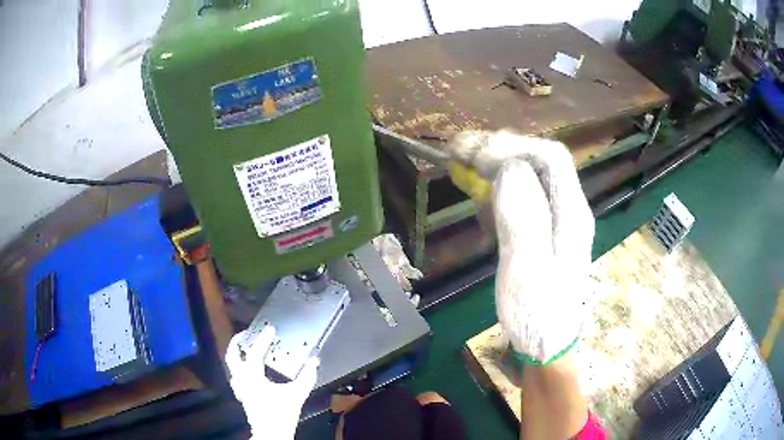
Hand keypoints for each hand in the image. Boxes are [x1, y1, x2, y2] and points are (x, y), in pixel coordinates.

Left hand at [225, 326, 318, 438]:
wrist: (272, 433)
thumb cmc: (281, 414)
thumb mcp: (296, 394)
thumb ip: (306, 377)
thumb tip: (313, 362)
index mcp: (253, 377)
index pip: (255, 353)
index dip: (263, 339)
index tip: (269, 329)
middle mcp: (242, 380)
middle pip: (232, 356)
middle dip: (237, 342)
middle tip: (246, 334)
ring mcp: (239, 388)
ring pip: (231, 366)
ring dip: (237, 355)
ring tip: (245, 349)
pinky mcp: (242, 396)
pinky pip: (236, 376)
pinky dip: (240, 368)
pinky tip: (248, 371)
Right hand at [446, 130, 594, 363]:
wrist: (546, 346)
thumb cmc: (537, 312)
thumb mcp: (527, 266)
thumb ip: (522, 214)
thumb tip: (508, 167)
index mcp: (571, 213)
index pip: (550, 157)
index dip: (512, 146)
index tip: (475, 154)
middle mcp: (568, 209)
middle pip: (538, 161)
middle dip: (500, 149)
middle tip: (459, 151)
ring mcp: (556, 220)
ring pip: (528, 176)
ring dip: (495, 165)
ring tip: (462, 164)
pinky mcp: (542, 232)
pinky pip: (521, 197)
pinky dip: (497, 187)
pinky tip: (478, 195)